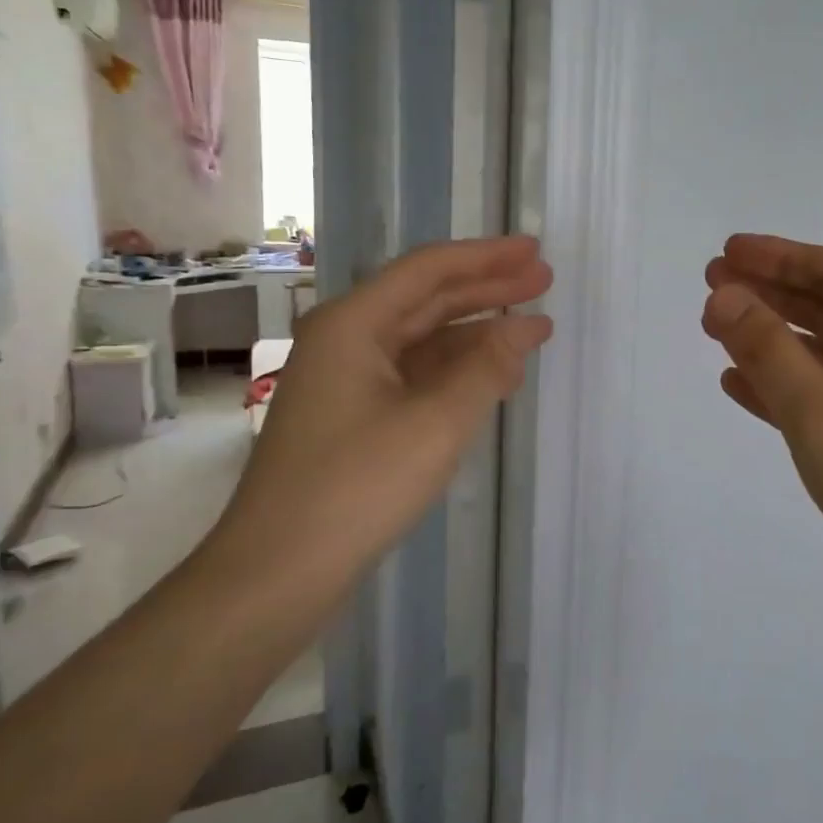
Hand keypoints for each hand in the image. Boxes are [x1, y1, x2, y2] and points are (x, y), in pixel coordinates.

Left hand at [216, 236, 552, 597]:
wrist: (279, 571)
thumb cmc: (357, 486)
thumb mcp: (435, 424)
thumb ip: (485, 370)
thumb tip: (522, 329)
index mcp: (353, 325)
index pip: (428, 271)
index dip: (486, 257)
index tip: (534, 251)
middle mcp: (346, 341)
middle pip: (426, 300)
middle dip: (487, 289)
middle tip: (543, 280)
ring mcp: (347, 381)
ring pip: (422, 341)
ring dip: (476, 334)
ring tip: (532, 330)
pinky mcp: (354, 418)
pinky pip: (414, 377)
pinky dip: (456, 373)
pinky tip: (493, 379)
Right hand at [702, 234, 822, 664]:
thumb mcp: (821, 412)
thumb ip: (766, 350)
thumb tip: (722, 296)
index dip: (778, 257)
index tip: (725, 253)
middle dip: (770, 295)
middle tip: (710, 287)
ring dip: (773, 341)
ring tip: (717, 331)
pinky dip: (785, 390)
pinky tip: (742, 388)